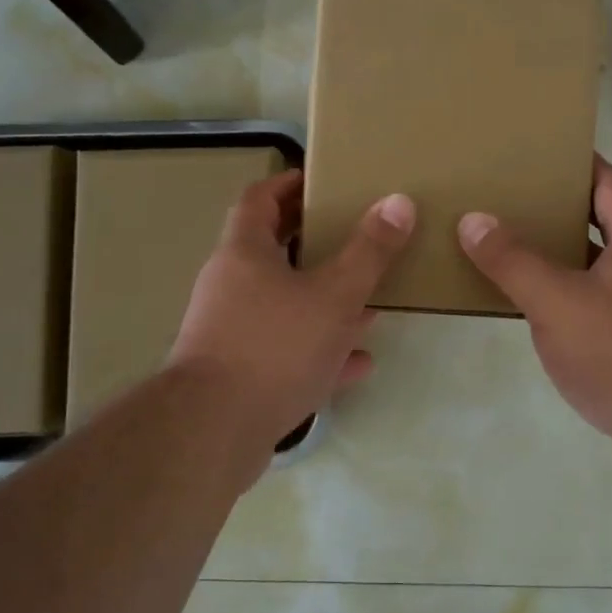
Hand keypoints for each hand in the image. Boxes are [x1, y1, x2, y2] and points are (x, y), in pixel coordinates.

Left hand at [170, 169, 414, 459]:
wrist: (213, 432)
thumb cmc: (274, 346)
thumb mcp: (334, 294)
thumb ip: (369, 251)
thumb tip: (399, 202)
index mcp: (244, 252)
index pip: (260, 198)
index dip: (289, 183)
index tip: (323, 180)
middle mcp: (231, 285)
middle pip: (273, 250)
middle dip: (315, 242)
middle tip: (356, 235)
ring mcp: (232, 332)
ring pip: (284, 304)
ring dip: (324, 301)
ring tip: (369, 300)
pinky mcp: (240, 374)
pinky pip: (286, 351)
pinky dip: (320, 350)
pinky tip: (359, 361)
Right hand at [458, 156, 611, 454]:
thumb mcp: (556, 302)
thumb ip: (513, 260)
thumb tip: (473, 219)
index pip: (610, 182)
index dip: (579, 163)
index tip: (542, 151)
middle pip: (608, 222)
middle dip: (564, 209)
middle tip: (515, 199)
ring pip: (604, 267)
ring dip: (567, 256)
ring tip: (517, 248)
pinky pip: (604, 304)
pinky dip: (574, 297)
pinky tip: (542, 310)